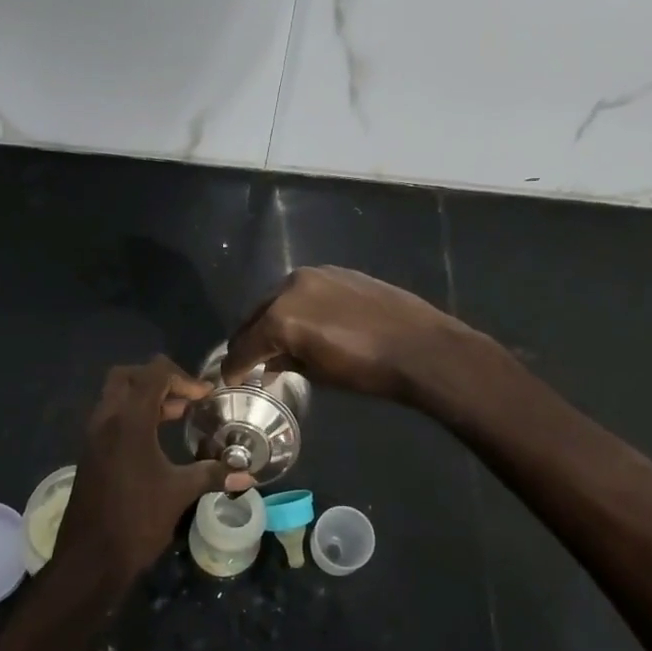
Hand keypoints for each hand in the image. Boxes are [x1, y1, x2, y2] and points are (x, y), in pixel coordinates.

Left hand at [53, 356, 233, 589]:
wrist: (89, 560)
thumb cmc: (136, 519)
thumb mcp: (180, 493)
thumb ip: (213, 475)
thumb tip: (249, 475)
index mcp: (129, 421)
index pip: (153, 374)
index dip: (183, 378)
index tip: (205, 397)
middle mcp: (106, 420)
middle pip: (128, 376)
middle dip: (158, 379)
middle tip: (184, 399)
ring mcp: (93, 436)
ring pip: (116, 396)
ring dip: (145, 398)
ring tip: (177, 415)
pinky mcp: (90, 453)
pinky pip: (111, 418)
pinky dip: (133, 416)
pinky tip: (156, 440)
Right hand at [222, 266, 473, 404]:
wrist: (421, 346)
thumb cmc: (368, 370)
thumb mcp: (320, 373)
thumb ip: (286, 362)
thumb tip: (271, 362)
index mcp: (281, 317)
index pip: (244, 345)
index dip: (234, 366)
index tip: (230, 379)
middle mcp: (290, 287)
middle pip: (255, 316)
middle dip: (249, 340)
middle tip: (248, 361)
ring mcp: (315, 274)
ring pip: (278, 299)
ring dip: (272, 320)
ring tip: (278, 342)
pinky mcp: (336, 270)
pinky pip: (304, 290)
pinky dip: (297, 306)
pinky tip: (307, 322)